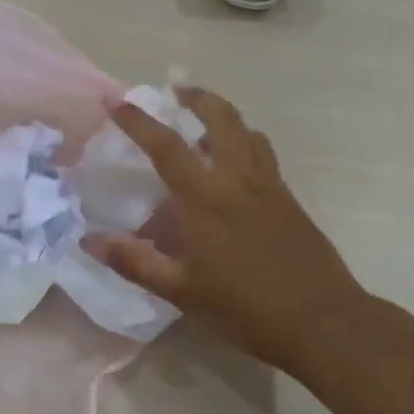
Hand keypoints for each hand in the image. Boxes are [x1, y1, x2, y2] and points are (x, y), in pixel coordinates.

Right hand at [84, 87, 372, 375]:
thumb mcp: (182, 292)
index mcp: (205, 200)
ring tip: (203, 122)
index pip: (166, 147)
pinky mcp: (289, 199)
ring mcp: (269, 187)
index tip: (116, 101)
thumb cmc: (246, 308)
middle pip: (221, 119)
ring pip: (247, 132)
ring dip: (223, 116)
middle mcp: (237, 180)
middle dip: (197, 98)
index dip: (138, 121)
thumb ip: (135, 262)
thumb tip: (89, 240)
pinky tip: (234, 166)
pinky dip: (244, 142)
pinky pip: (263, 155)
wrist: (324, 322)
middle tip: (176, 91)